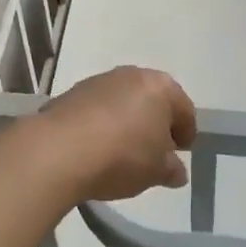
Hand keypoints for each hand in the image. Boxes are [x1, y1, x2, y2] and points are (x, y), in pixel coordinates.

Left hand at [31, 66, 196, 200]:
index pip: (184, 108)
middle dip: (155, 123)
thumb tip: (176, 170)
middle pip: (152, 99)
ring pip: (122, 101)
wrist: (59, 150)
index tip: (182, 151)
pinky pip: (97, 109)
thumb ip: (171, 169)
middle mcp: (130, 75)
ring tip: (123, 151)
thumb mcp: (156, 171)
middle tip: (155, 150)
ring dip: (127, 121)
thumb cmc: (122, 156)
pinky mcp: (71, 93)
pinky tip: (97, 147)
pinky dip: (102, 124)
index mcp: (160, 87)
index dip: (187, 132)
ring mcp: (98, 81)